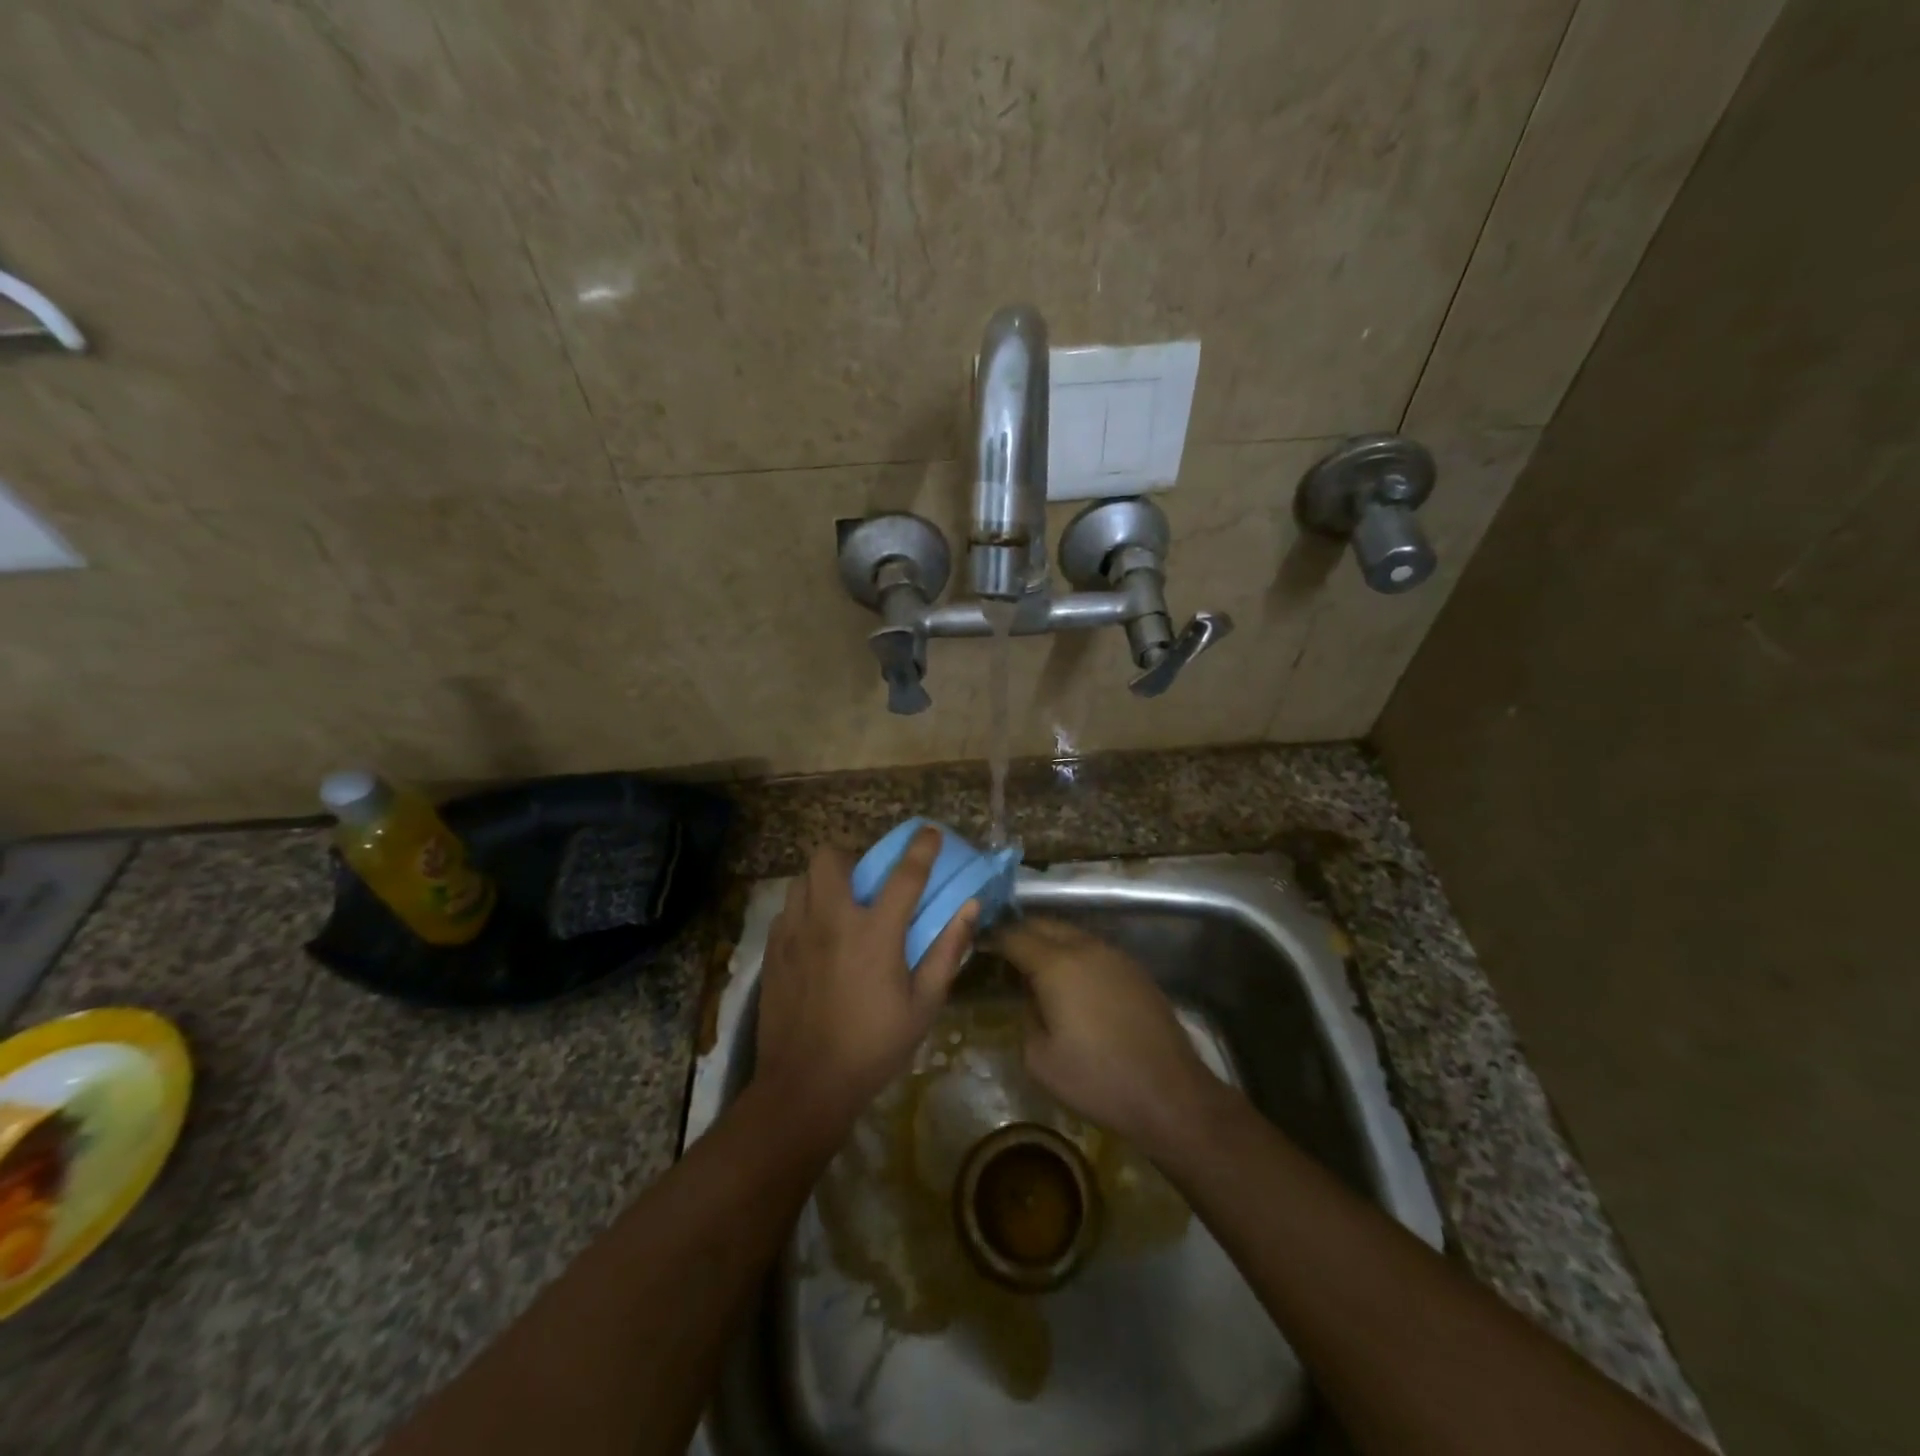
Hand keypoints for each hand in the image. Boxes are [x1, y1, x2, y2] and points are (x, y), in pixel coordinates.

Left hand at [755, 831, 975, 1130]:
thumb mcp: (923, 1006)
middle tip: (864, 881)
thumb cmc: (873, 1047)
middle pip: (830, 857)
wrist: (805, 1085)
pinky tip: (815, 938)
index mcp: (874, 933)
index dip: (921, 848)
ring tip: (838, 906)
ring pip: (802, 879)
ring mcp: (796, 933)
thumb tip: (969, 908)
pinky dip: (803, 910)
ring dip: (823, 881)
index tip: (929, 832)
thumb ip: (946, 951)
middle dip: (849, 857)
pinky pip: (787, 910)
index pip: (904, 875)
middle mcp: (831, 920)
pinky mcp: (773, 951)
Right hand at [994, 917, 1227, 1158]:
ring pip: (1071, 933)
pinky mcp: (1135, 970)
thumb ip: (1026, 1016)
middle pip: (1044, 924)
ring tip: (1034, 964)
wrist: (1169, 1093)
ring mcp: (1115, 956)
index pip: (1015, 935)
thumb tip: (1031, 997)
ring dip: (1048, 940)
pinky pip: (1093, 949)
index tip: (978, 943)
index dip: (993, 936)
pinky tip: (1071, 979)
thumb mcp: (1040, 1059)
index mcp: (1056, 964)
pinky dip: (1074, 953)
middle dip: (1020, 932)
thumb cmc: (1097, 1079)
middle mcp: (1085, 948)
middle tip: (1002, 951)